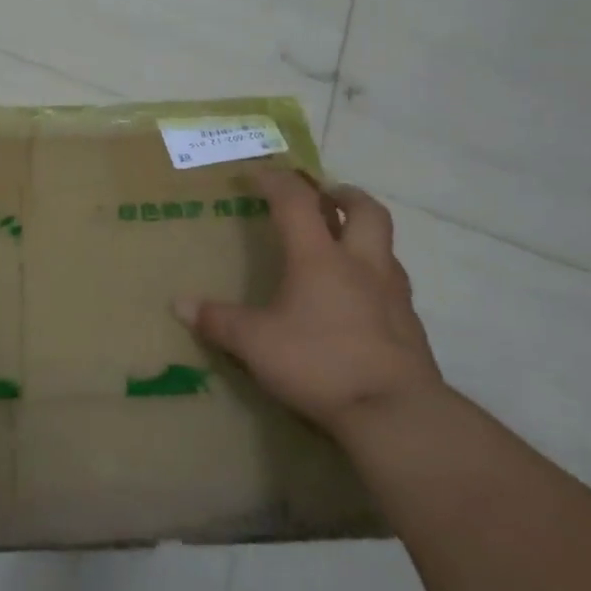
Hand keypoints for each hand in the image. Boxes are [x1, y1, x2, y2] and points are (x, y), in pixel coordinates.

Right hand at [176, 169, 442, 434]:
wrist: (397, 415)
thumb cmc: (320, 364)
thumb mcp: (256, 344)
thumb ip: (219, 321)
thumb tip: (179, 304)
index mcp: (318, 257)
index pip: (295, 201)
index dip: (275, 181)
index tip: (256, 175)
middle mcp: (361, 264)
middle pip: (364, 210)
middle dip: (343, 194)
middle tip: (325, 195)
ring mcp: (393, 294)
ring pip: (386, 247)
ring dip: (365, 236)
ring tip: (343, 247)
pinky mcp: (411, 328)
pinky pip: (394, 286)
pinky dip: (377, 280)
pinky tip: (361, 302)